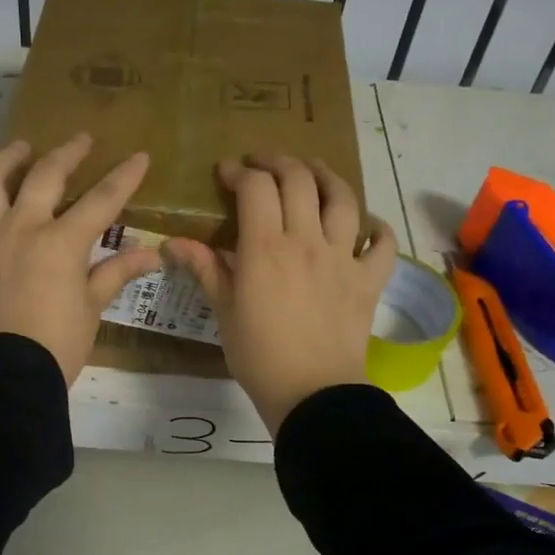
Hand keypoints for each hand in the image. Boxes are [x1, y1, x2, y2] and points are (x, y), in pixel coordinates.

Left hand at [0, 133, 160, 383]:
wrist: (8, 373)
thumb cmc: (59, 343)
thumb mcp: (93, 307)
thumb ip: (116, 272)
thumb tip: (150, 254)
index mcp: (61, 242)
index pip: (101, 200)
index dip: (124, 176)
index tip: (139, 156)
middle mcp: (22, 228)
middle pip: (44, 175)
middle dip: (67, 152)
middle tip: (81, 140)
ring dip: (7, 159)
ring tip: (19, 150)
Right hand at [164, 156, 395, 433]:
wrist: (312, 392)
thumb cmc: (259, 355)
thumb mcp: (224, 311)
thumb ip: (204, 269)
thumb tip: (172, 243)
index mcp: (266, 247)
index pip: (256, 187)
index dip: (239, 171)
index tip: (226, 173)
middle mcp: (308, 240)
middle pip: (299, 179)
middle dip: (278, 162)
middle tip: (263, 164)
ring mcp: (344, 257)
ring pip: (343, 198)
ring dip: (326, 176)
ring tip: (312, 172)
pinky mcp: (369, 279)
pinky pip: (382, 243)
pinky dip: (375, 227)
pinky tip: (365, 224)